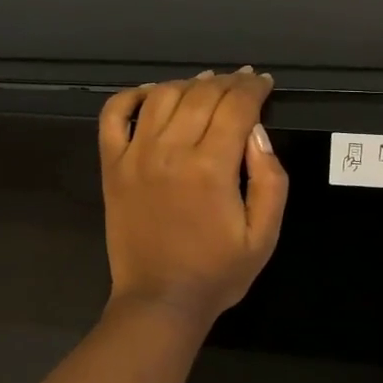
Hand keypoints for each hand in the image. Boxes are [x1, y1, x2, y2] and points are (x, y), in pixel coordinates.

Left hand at [98, 69, 288, 329]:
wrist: (160, 301)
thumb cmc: (218, 272)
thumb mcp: (264, 235)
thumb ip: (270, 180)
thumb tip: (257, 131)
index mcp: (211, 168)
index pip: (236, 106)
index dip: (253, 87)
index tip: (263, 82)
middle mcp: (170, 151)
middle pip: (201, 94)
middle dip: (228, 81)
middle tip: (242, 83)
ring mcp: (135, 156)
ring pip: (162, 96)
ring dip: (188, 83)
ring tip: (207, 85)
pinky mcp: (112, 166)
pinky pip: (114, 115)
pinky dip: (132, 96)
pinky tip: (153, 94)